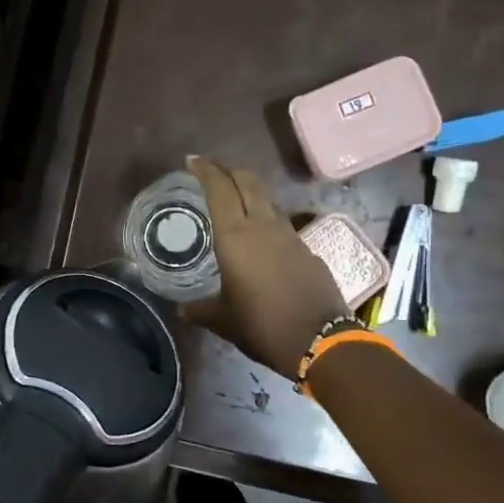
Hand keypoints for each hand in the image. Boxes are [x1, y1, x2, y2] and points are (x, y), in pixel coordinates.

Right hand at [182, 154, 347, 379]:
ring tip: (235, 203)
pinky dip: (267, 222)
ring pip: (268, 201)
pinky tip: (261, 242)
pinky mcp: (308, 251)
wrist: (320, 341)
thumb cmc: (261, 325)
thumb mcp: (222, 320)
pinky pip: (282, 226)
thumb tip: (183, 309)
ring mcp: (291, 236)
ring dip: (250, 194)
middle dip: (229, 171)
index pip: (220, 189)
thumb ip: (200, 310)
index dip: (206, 170)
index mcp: (236, 236)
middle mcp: (264, 227)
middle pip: (249, 182)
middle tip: (213, 172)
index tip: (192, 161)